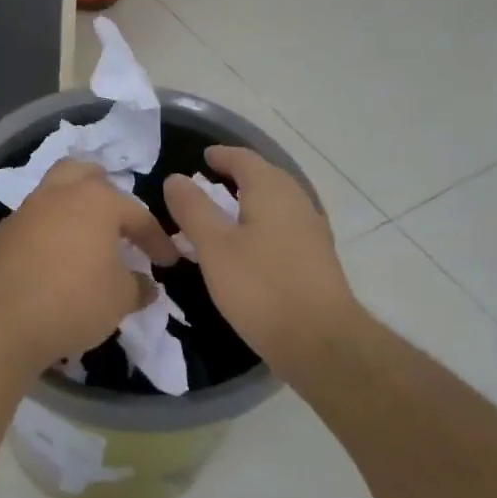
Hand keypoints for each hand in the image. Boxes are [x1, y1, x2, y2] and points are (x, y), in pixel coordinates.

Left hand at [0, 160, 179, 371]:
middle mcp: (59, 194)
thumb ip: (137, 286)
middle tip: (118, 220)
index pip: (137, 214)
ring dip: (74, 210)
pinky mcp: (3, 234)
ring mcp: (26, 210)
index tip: (168, 261)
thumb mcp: (120, 299)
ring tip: (87, 239)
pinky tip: (56, 259)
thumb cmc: (72, 301)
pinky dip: (51, 232)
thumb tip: (145, 284)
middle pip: (85, 173)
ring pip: (55, 193)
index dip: (157, 239)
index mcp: (96, 200)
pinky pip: (35, 222)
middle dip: (106, 191)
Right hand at [163, 146, 364, 380]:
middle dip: (236, 177)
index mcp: (272, 189)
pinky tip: (249, 247)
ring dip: (250, 202)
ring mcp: (312, 230)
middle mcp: (297, 201)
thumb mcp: (214, 246)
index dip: (221, 156)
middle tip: (208, 184)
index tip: (203, 158)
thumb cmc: (261, 287)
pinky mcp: (317, 259)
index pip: (243, 158)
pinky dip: (262, 225)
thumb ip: (193, 209)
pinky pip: (284, 227)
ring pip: (275, 204)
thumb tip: (176, 178)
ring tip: (223, 216)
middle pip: (264, 177)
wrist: (321, 342)